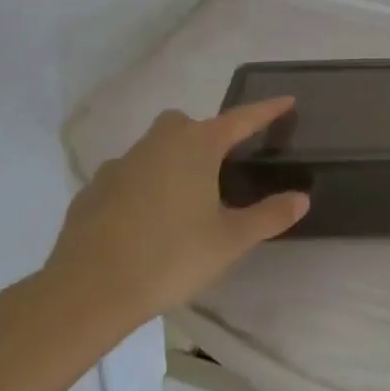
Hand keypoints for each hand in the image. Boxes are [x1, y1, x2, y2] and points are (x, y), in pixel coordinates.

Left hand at [33, 99, 308, 345]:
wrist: (88, 290)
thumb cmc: (170, 257)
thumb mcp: (230, 241)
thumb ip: (269, 216)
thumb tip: (302, 198)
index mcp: (197, 146)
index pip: (242, 119)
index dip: (267, 110)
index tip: (287, 100)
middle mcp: (159, 142)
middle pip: (190, 125)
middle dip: (208, 136)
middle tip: (221, 168)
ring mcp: (121, 163)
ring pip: (155, 148)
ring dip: (172, 162)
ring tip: (183, 201)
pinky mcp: (93, 188)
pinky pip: (127, 177)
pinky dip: (140, 187)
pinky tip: (143, 220)